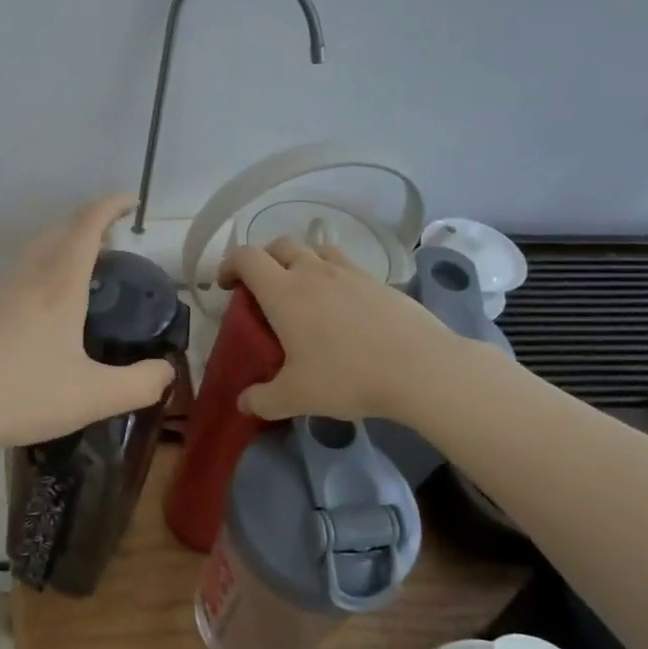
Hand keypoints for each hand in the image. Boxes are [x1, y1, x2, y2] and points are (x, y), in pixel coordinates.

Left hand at [0, 195, 175, 450]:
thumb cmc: (24, 396)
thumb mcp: (94, 397)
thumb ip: (140, 384)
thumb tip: (166, 371)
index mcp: (58, 287)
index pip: (86, 227)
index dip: (110, 206)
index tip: (131, 201)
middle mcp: (27, 278)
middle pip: (58, 231)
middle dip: (87, 224)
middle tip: (111, 242)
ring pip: (34, 251)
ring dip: (61, 245)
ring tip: (82, 271)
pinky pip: (17, 273)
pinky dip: (40, 269)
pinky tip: (42, 307)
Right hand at [219, 237, 467, 424]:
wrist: (421, 369)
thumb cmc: (348, 377)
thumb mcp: (296, 396)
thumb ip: (262, 400)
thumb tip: (243, 403)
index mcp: (284, 292)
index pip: (246, 257)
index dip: (230, 265)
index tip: (226, 286)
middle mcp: (313, 272)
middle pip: (280, 244)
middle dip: (264, 260)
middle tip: (262, 289)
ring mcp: (349, 272)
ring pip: (315, 249)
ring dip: (301, 261)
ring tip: (303, 290)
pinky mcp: (378, 281)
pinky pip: (346, 265)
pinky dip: (333, 274)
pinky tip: (342, 306)